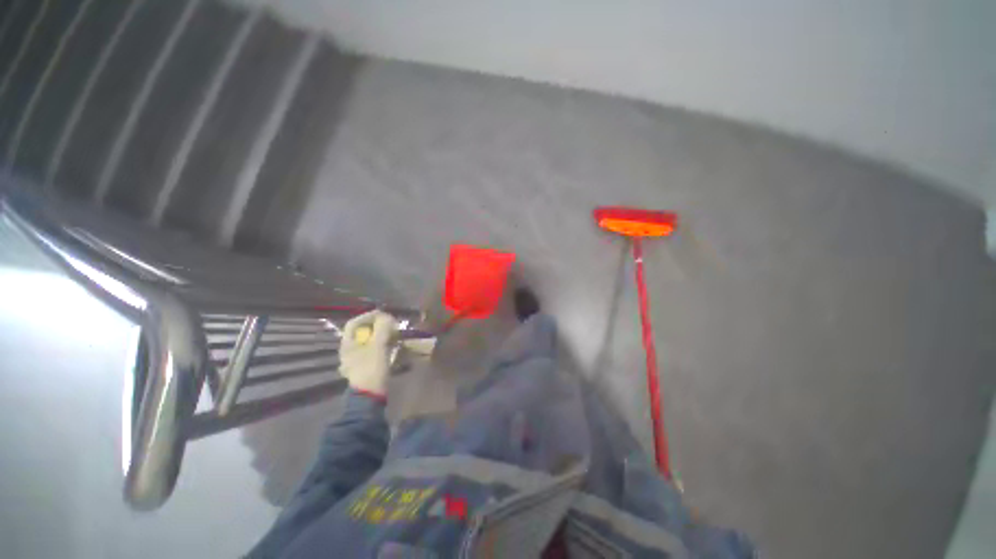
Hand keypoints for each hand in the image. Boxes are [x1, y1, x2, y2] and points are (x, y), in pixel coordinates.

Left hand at [340, 310, 397, 397]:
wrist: (370, 396)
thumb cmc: (371, 369)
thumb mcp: (379, 346)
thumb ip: (382, 328)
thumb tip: (386, 316)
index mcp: (347, 344)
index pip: (354, 322)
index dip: (368, 315)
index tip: (383, 314)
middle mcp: (348, 350)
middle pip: (361, 332)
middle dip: (377, 326)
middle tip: (390, 325)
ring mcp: (355, 359)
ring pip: (367, 341)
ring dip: (380, 335)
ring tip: (393, 335)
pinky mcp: (364, 367)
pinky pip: (372, 350)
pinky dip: (381, 345)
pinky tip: (391, 347)